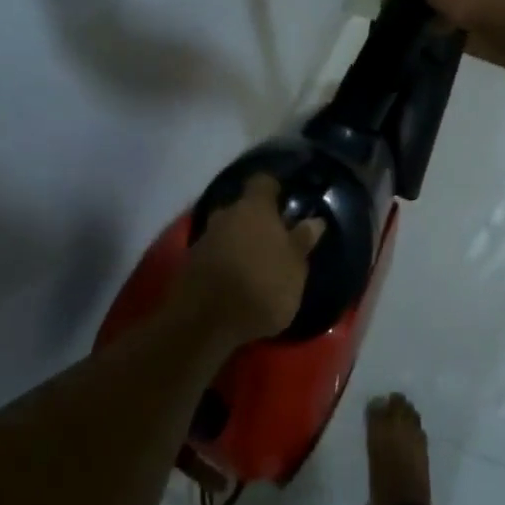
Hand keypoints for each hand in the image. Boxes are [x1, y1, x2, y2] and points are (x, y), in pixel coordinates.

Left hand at [175, 173, 323, 346]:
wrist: (204, 323)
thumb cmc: (261, 285)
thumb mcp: (295, 267)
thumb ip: (303, 240)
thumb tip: (315, 220)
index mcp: (254, 207)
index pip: (264, 182)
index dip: (275, 188)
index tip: (287, 200)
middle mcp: (226, 214)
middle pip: (243, 208)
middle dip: (256, 220)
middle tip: (274, 238)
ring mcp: (204, 238)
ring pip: (227, 231)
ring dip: (239, 243)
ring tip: (256, 265)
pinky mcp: (190, 265)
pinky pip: (214, 254)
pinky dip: (225, 263)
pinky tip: (237, 282)